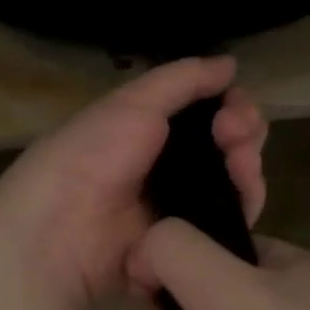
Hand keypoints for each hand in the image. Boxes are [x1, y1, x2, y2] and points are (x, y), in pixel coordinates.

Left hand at [0, 58, 268, 308]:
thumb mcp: (133, 103)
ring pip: (234, 188)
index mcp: (148, 131)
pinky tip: (242, 195)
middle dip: (243, 134)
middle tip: (236, 134)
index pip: (206, 115)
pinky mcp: (187, 247)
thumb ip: (183, 80)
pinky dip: (242, 208)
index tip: (237, 104)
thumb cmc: (92, 155)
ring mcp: (178, 210)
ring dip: (247, 169)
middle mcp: (166, 169)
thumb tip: (229, 62)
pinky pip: (228, 228)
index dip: (231, 107)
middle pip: (227, 150)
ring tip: (240, 164)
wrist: (62, 230)